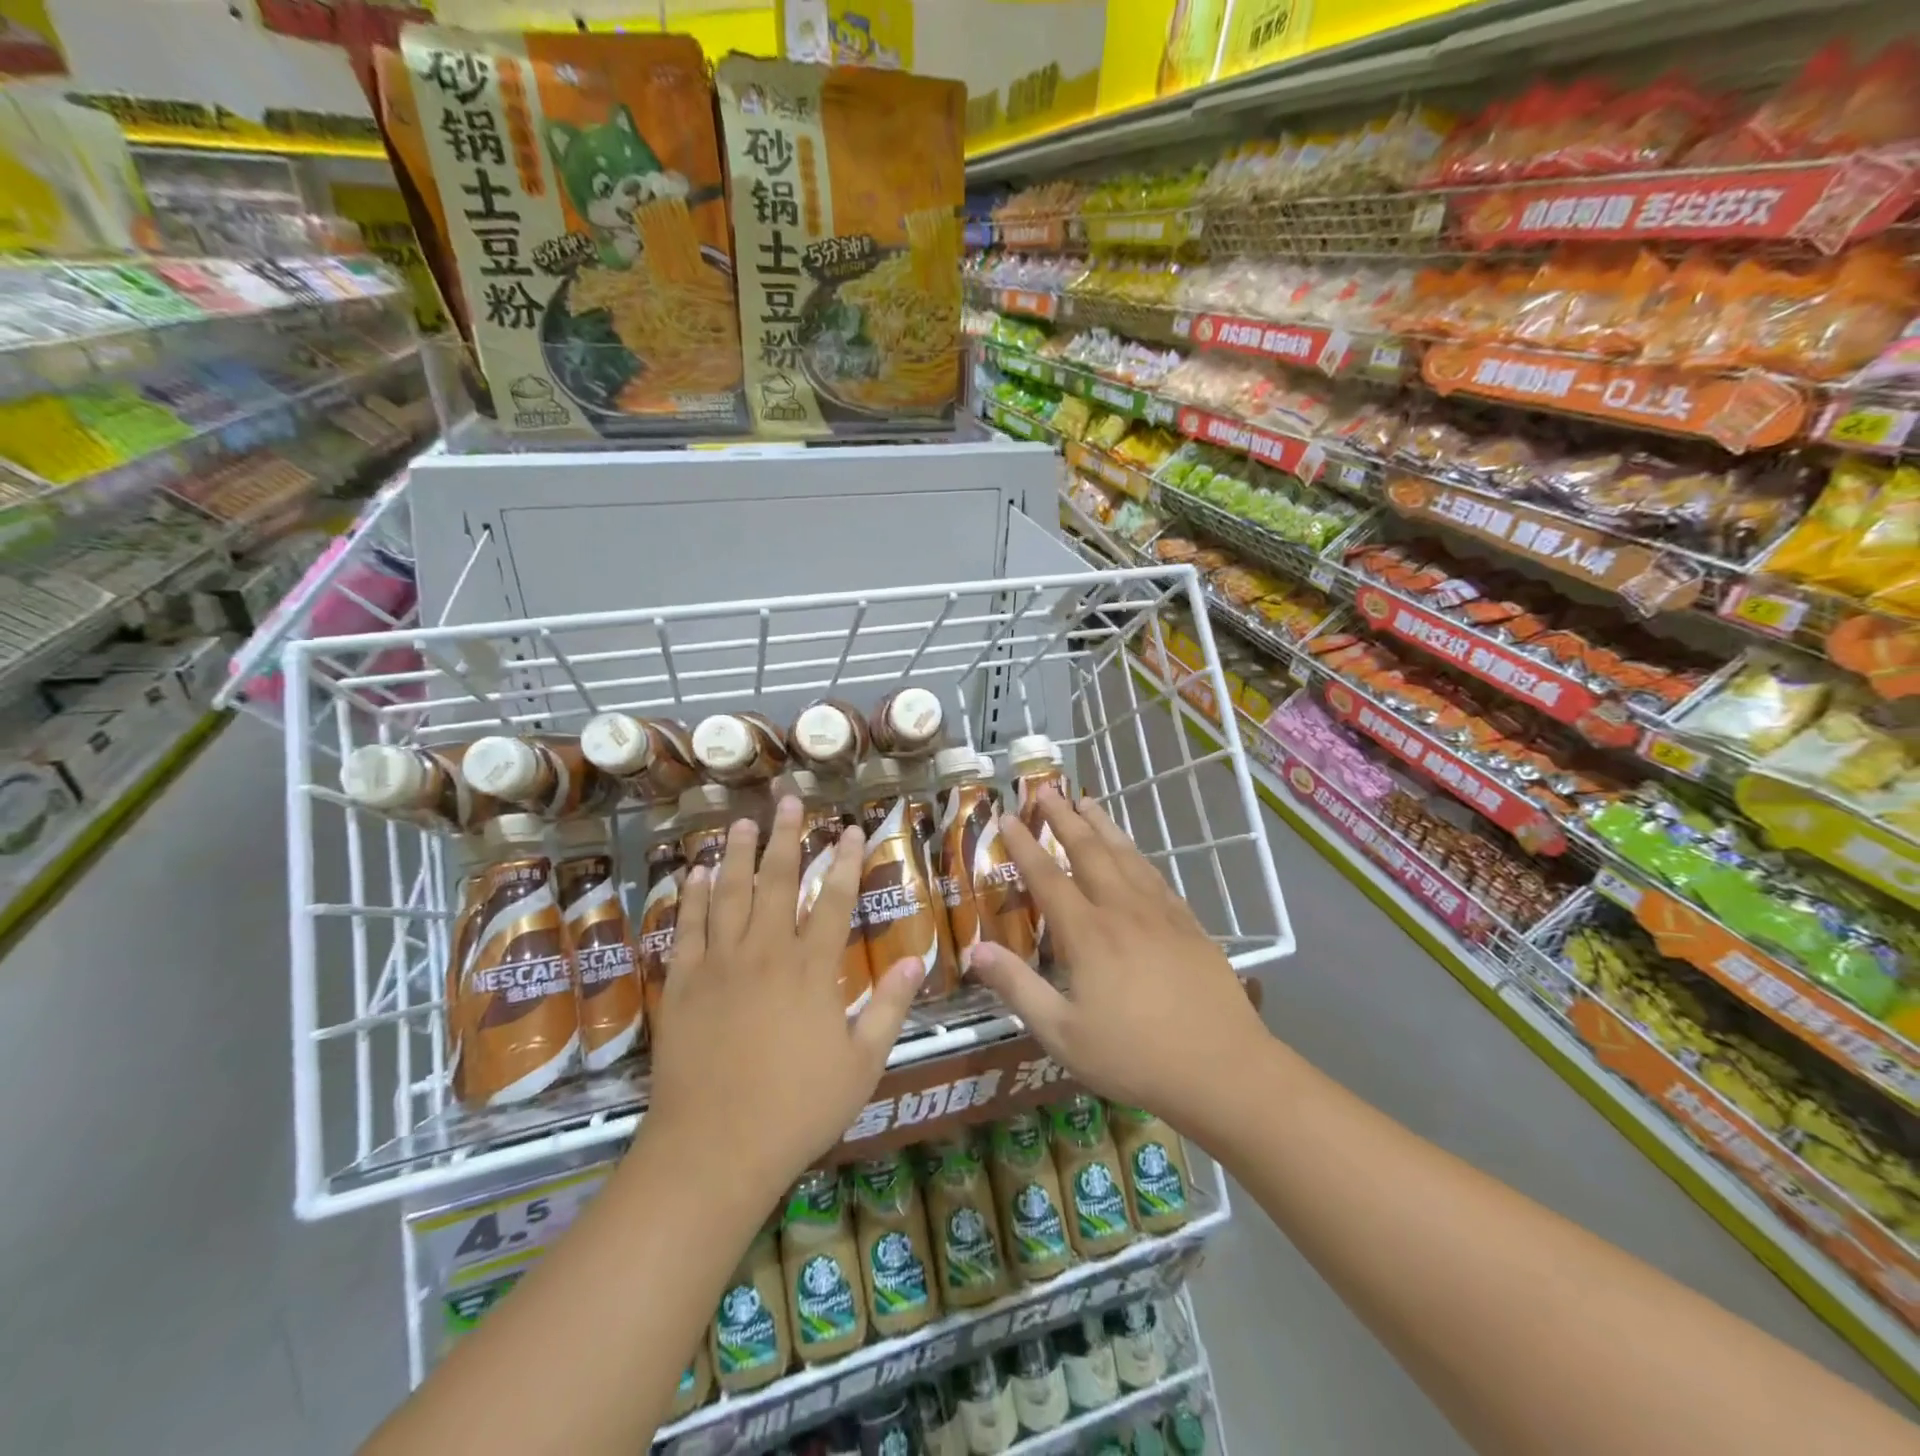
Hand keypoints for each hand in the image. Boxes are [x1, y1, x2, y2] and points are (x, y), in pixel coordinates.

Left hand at [645, 797, 922, 1202]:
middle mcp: (766, 953)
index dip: (847, 861)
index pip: (835, 900)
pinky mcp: (683, 985)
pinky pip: (688, 929)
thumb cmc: (797, 1110)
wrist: (713, 1149)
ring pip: (729, 894)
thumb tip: (916, 960)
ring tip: (742, 822)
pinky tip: (695, 874)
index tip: (854, 829)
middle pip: (779, 881)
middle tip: (790, 801)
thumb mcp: (862, 1065)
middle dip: (788, 838)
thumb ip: (889, 1008)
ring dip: (736, 854)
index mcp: (812, 970)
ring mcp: (719, 966)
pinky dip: (692, 897)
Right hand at [965, 787, 1270, 1130]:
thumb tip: (975, 949)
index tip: (1008, 818)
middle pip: (1089, 851)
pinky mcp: (1189, 925)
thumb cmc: (1134, 1057)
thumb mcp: (1062, 1033)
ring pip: (1126, 855)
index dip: (1025, 845)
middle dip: (1064, 818)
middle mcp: (1123, 910)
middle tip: (1047, 790)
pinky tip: (1134, 853)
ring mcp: (1161, 914)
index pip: (1048, 877)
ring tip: (1087, 801)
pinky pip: (1156, 877)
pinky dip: (1137, 855)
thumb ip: (1018, 987)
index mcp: (1088, 934)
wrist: (1223, 1069)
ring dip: (1103, 825)